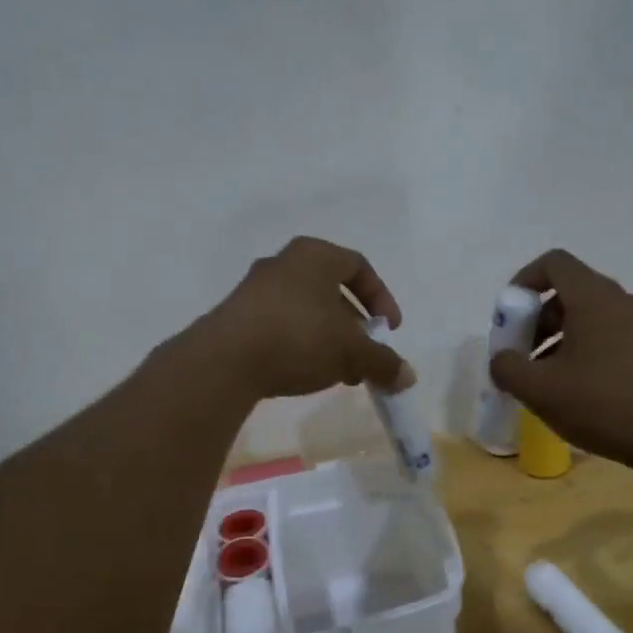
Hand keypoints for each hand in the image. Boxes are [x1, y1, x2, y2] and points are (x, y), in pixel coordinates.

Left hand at [197, 237, 412, 400]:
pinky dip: (300, 345)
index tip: (389, 330)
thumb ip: (382, 361)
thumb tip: (407, 377)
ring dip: (329, 340)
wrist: (226, 359)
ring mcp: (255, 289)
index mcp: (314, 255)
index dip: (381, 298)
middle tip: (366, 356)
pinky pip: (280, 326)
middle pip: (331, 291)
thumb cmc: (299, 337)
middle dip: (354, 327)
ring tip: (340, 372)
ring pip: (306, 311)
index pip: (359, 267)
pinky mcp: (236, 317)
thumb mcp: (352, 351)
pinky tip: (306, 373)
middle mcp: (283, 263)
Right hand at [487, 249, 632, 471]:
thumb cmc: (603, 405)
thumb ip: (508, 367)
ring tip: (547, 380)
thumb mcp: (539, 390)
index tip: (509, 317)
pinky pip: (610, 336)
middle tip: (524, 357)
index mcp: (594, 298)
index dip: (523, 282)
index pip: (554, 263)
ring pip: (590, 317)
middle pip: (569, 292)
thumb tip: (503, 359)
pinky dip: (585, 350)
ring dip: (559, 339)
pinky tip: (578, 391)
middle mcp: (621, 301)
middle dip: (537, 319)